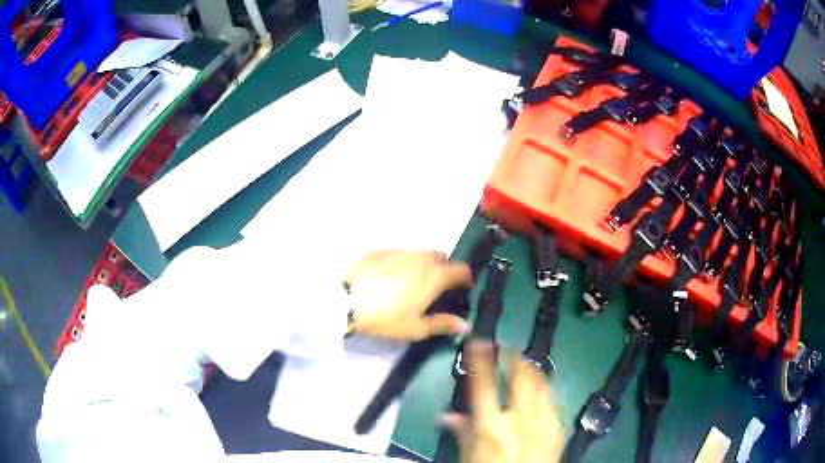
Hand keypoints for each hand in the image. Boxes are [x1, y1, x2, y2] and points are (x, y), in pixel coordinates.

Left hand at [343, 250, 472, 340]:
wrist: (346, 300)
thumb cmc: (386, 318)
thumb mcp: (416, 328)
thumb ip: (443, 324)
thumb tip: (465, 325)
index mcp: (435, 275)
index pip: (461, 269)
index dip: (465, 279)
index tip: (461, 290)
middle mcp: (421, 258)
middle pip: (442, 257)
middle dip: (445, 269)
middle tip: (436, 289)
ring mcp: (400, 251)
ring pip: (420, 253)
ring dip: (424, 265)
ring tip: (412, 283)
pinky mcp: (380, 250)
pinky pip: (400, 253)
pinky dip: (403, 263)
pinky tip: (391, 278)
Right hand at [441, 341, 564, 462]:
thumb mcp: (469, 457)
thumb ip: (461, 433)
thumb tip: (445, 416)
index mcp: (491, 425)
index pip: (483, 384)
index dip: (481, 359)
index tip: (479, 342)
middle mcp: (519, 418)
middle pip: (520, 378)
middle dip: (515, 359)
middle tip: (509, 350)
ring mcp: (543, 422)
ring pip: (541, 385)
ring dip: (533, 371)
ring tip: (527, 364)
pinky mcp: (558, 429)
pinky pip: (553, 401)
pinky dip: (545, 391)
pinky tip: (542, 392)